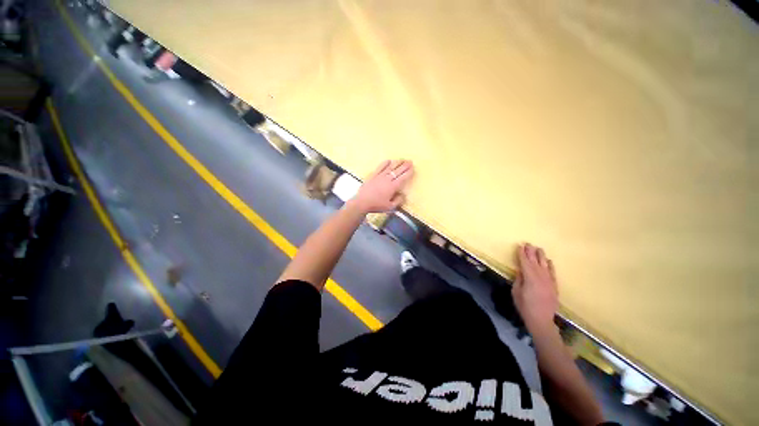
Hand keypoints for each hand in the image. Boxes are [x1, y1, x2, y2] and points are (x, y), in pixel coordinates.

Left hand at [350, 160, 413, 213]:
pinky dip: (385, 163)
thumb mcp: (389, 207)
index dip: (408, 172)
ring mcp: (379, 176)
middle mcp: (387, 179)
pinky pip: (380, 167)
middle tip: (410, 161)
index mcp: (393, 187)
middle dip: (405, 165)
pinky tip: (389, 161)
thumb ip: (398, 201)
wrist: (362, 202)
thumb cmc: (376, 205)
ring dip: (397, 162)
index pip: (403, 177)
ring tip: (402, 159)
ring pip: (390, 167)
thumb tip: (402, 195)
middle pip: (398, 170)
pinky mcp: (373, 175)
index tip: (413, 168)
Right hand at [512, 243, 558, 333]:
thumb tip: (521, 271)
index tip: (520, 246)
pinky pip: (553, 273)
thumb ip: (519, 280)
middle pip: (535, 261)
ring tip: (538, 248)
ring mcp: (549, 281)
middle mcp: (540, 277)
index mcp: (529, 277)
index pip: (525, 262)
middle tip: (528, 243)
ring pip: (545, 265)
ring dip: (541, 256)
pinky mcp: (554, 286)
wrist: (541, 320)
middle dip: (531, 252)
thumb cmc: (525, 306)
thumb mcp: (516, 292)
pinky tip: (549, 261)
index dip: (522, 254)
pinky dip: (551, 266)